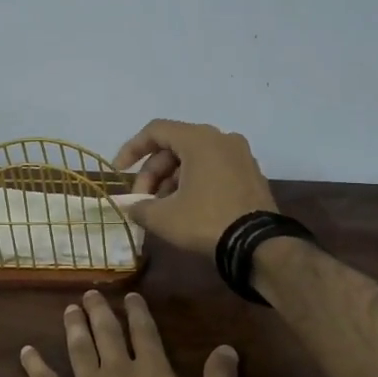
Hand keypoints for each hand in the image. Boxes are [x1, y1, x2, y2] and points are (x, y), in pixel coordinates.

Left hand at [21, 291, 242, 376]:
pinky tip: (26, 353)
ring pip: (78, 351)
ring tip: (68, 310)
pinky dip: (35, 367)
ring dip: (74, 328)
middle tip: (89, 294)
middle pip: (107, 335)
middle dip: (99, 313)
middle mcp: (117, 373)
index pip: (145, 334)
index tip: (130, 296)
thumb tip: (226, 347)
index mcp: (153, 372)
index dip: (138, 313)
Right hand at [112, 119, 278, 257]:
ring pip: (194, 160)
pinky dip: (193, 183)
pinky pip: (213, 169)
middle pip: (175, 147)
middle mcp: (222, 139)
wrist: (258, 245)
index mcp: (199, 139)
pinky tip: (185, 209)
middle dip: (152, 173)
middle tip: (142, 201)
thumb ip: (139, 207)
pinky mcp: (250, 174)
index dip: (131, 149)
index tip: (118, 171)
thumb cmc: (206, 222)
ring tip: (161, 209)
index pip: (156, 131)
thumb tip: (131, 207)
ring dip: (171, 180)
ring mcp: (240, 156)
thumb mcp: (163, 217)